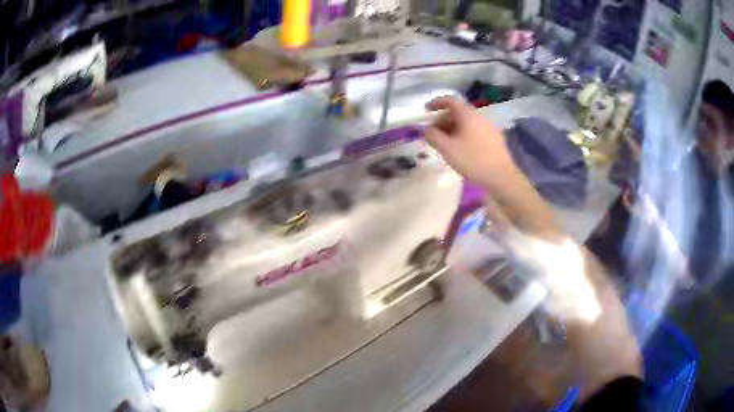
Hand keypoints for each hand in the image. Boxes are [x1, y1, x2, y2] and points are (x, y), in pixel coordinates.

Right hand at [424, 96, 520, 192]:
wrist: (502, 178)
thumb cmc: (473, 161)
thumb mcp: (447, 149)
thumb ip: (433, 136)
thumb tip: (426, 129)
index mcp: (468, 115)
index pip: (450, 100)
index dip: (436, 103)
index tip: (426, 111)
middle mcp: (480, 117)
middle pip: (458, 112)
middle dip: (443, 119)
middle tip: (434, 132)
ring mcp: (489, 128)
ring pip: (467, 122)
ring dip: (453, 128)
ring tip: (446, 143)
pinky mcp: (495, 139)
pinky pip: (475, 131)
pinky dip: (464, 134)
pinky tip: (461, 149)